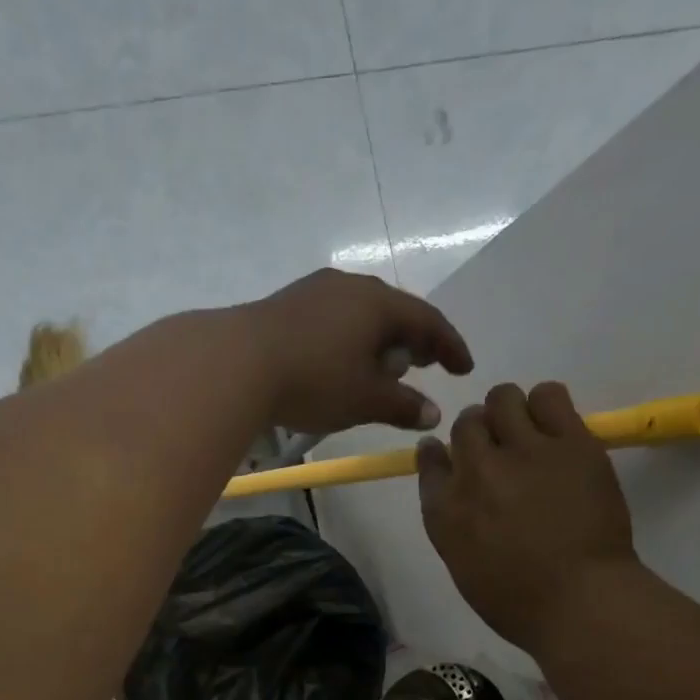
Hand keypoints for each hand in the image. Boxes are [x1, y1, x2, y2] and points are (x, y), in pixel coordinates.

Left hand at [237, 269, 472, 434]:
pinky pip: (333, 319)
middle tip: (424, 365)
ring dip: (379, 340)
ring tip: (380, 368)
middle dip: (413, 340)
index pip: (428, 320)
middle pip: (394, 311)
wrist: (236, 363)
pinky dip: (349, 339)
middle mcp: (350, 286)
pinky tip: (339, 362)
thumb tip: (433, 413)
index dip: (450, 346)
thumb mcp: (364, 399)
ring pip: (360, 314)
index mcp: (379, 303)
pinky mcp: (286, 304)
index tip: (463, 368)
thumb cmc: (313, 380)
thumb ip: (403, 405)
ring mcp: (315, 290)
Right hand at [417, 382, 638, 652]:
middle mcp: (475, 471)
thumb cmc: (517, 600)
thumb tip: (454, 488)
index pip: (429, 458)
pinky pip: (549, 395)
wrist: (580, 600)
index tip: (452, 457)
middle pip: (466, 424)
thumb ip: (451, 521)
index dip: (440, 453)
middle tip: (502, 452)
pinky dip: (546, 404)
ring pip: (503, 398)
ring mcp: (522, 451)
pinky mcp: (568, 442)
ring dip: (510, 412)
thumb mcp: (462, 564)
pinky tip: (555, 428)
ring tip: (528, 433)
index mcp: (444, 508)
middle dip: (479, 433)